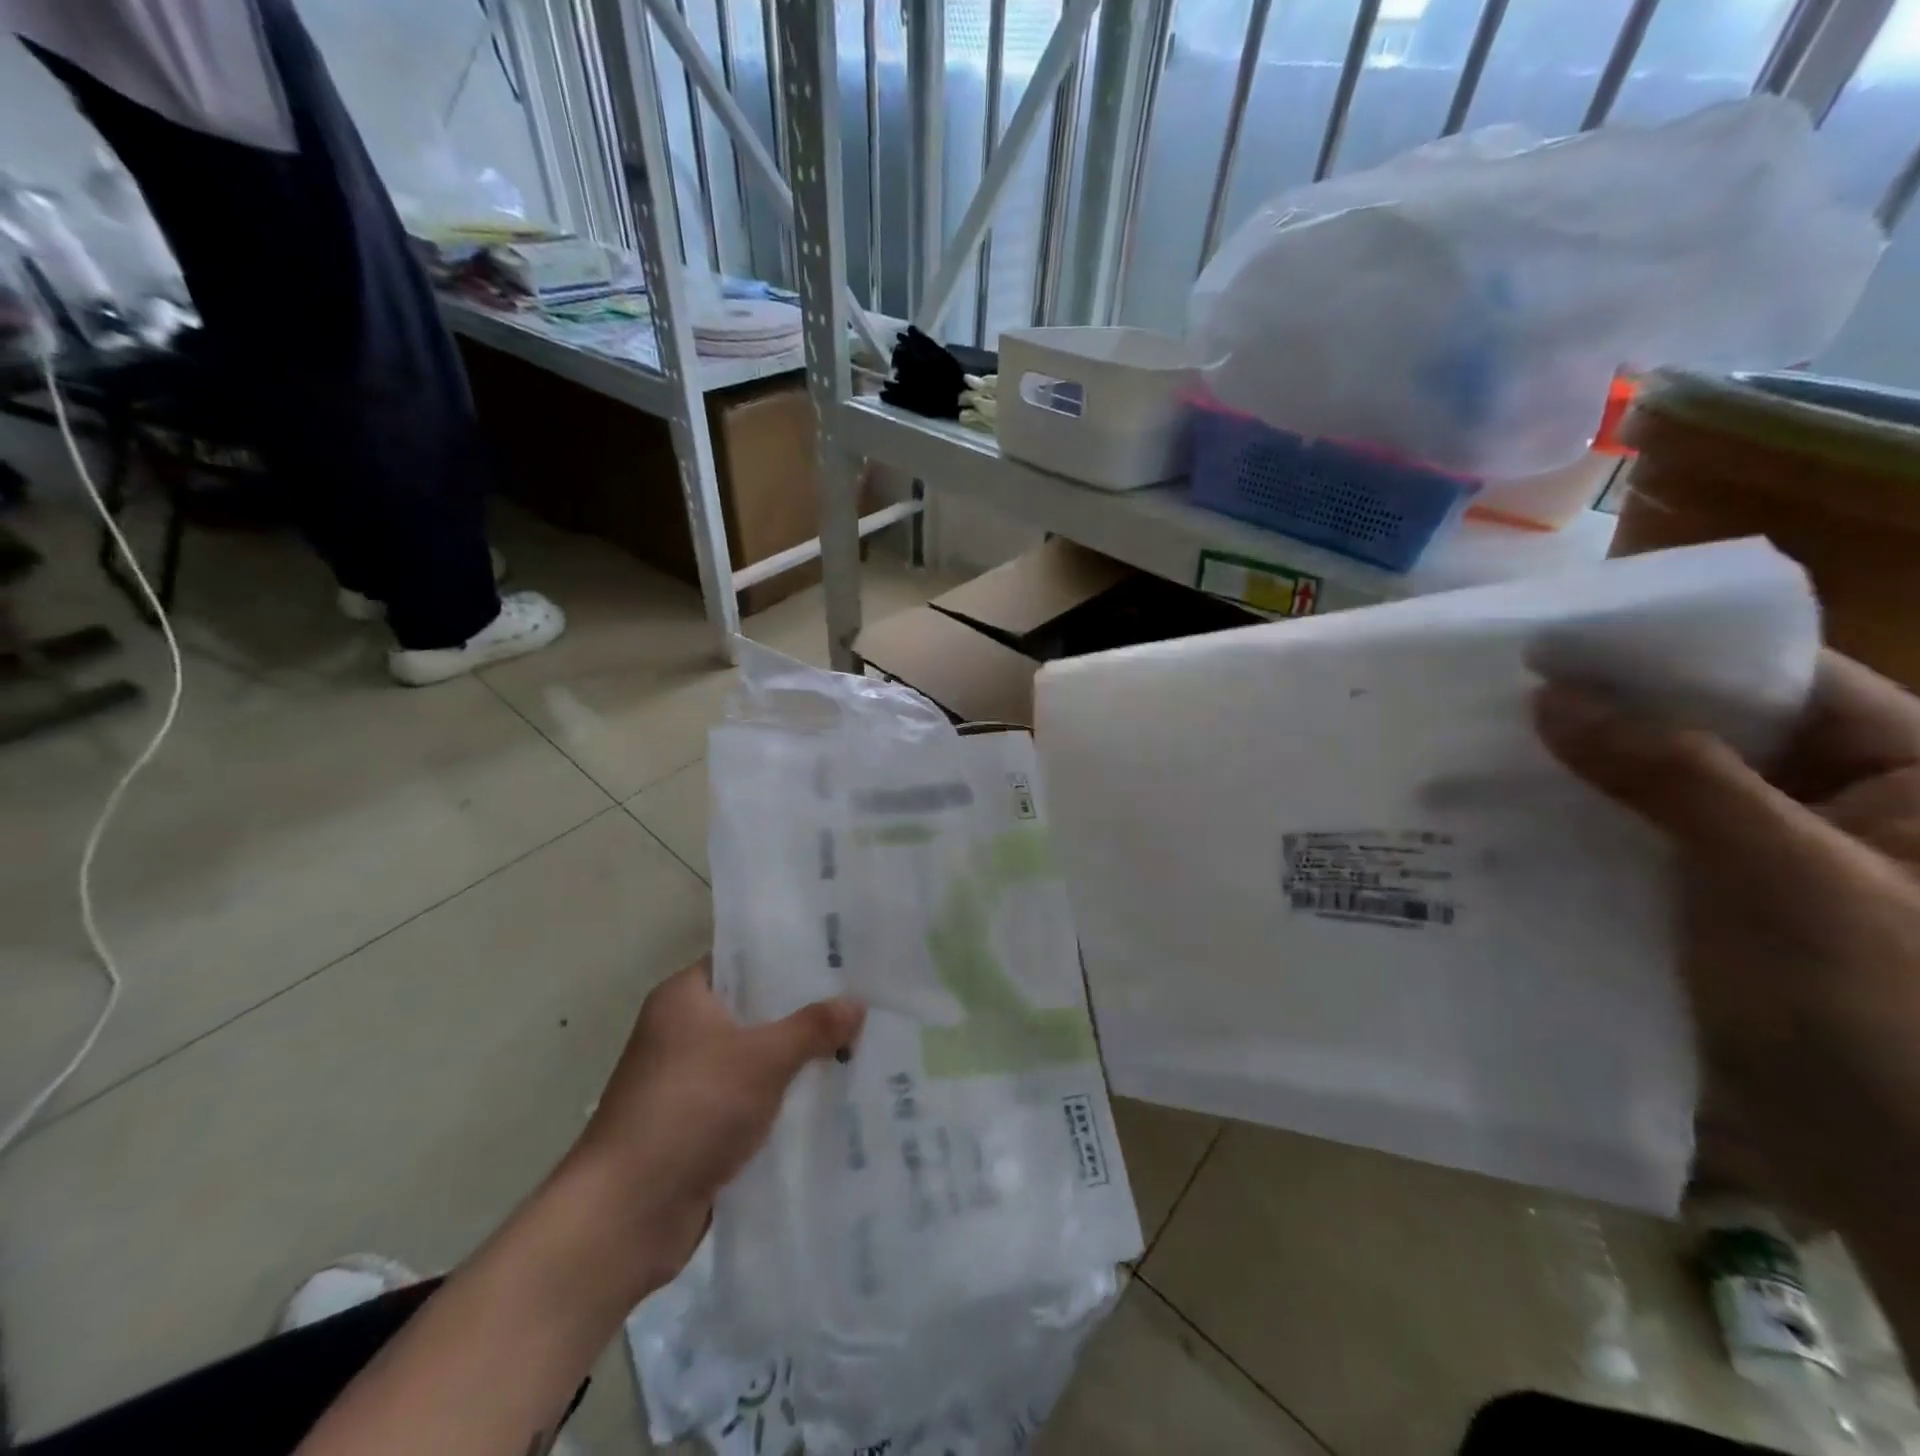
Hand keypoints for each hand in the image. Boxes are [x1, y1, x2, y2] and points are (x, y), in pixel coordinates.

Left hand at [565, 960, 865, 1299]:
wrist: (625, 1216)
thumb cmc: (690, 1110)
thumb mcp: (762, 1059)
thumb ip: (812, 1027)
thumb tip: (858, 1003)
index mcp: (685, 997)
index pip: (744, 959)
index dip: (790, 956)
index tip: (840, 956)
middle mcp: (684, 1031)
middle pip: (756, 1008)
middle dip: (805, 1010)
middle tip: (862, 998)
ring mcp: (690, 1080)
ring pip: (757, 1055)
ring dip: (798, 1057)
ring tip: (861, 1042)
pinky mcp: (700, 1124)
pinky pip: (753, 1096)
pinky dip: (784, 1096)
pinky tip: (832, 1093)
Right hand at [1534, 650, 1919, 1250]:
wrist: (1911, 1181)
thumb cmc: (1889, 1018)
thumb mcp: (1787, 880)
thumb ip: (1672, 776)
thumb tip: (1553, 697)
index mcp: (1905, 770)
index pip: (1768, 676)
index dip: (1658, 655)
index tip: (1544, 648)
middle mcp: (1833, 800)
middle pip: (1701, 729)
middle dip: (1598, 717)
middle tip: (1486, 698)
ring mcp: (1765, 856)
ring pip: (1656, 789)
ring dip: (1575, 775)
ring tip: (1474, 754)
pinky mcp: (1711, 903)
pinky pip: (1636, 843)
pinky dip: (1577, 828)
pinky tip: (1503, 821)